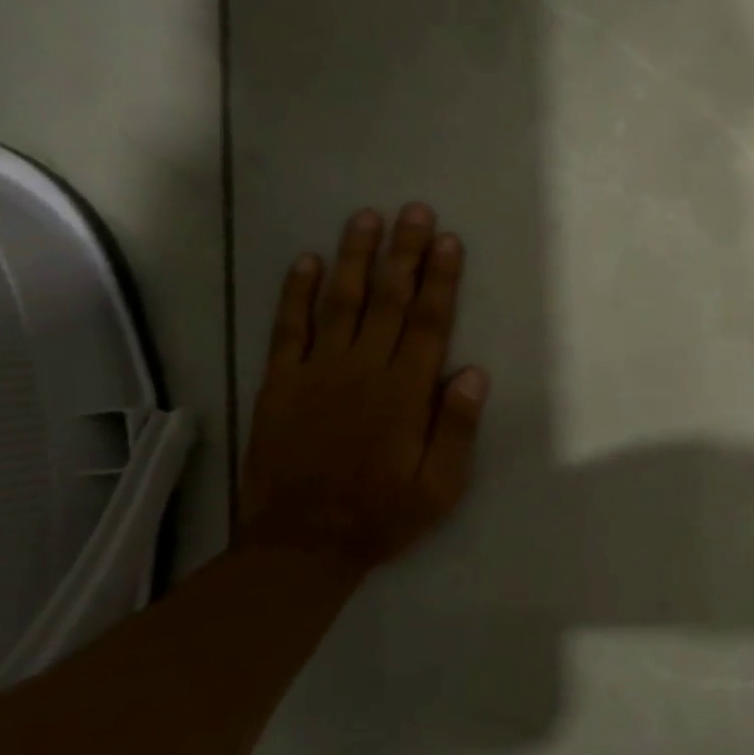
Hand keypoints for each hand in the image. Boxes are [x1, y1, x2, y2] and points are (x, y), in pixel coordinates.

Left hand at [237, 203, 488, 572]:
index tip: (449, 241)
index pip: (429, 323)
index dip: (440, 279)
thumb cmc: (381, 514)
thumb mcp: (439, 487)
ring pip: (340, 302)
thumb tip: (473, 372)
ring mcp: (316, 372)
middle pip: (389, 300)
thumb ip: (456, 428)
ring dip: (355, 257)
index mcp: (404, 393)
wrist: (301, 543)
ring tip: (367, 217)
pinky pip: (287, 328)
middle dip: (404, 252)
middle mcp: (363, 370)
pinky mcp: (280, 383)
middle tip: (414, 210)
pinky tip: (305, 260)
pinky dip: (295, 293)